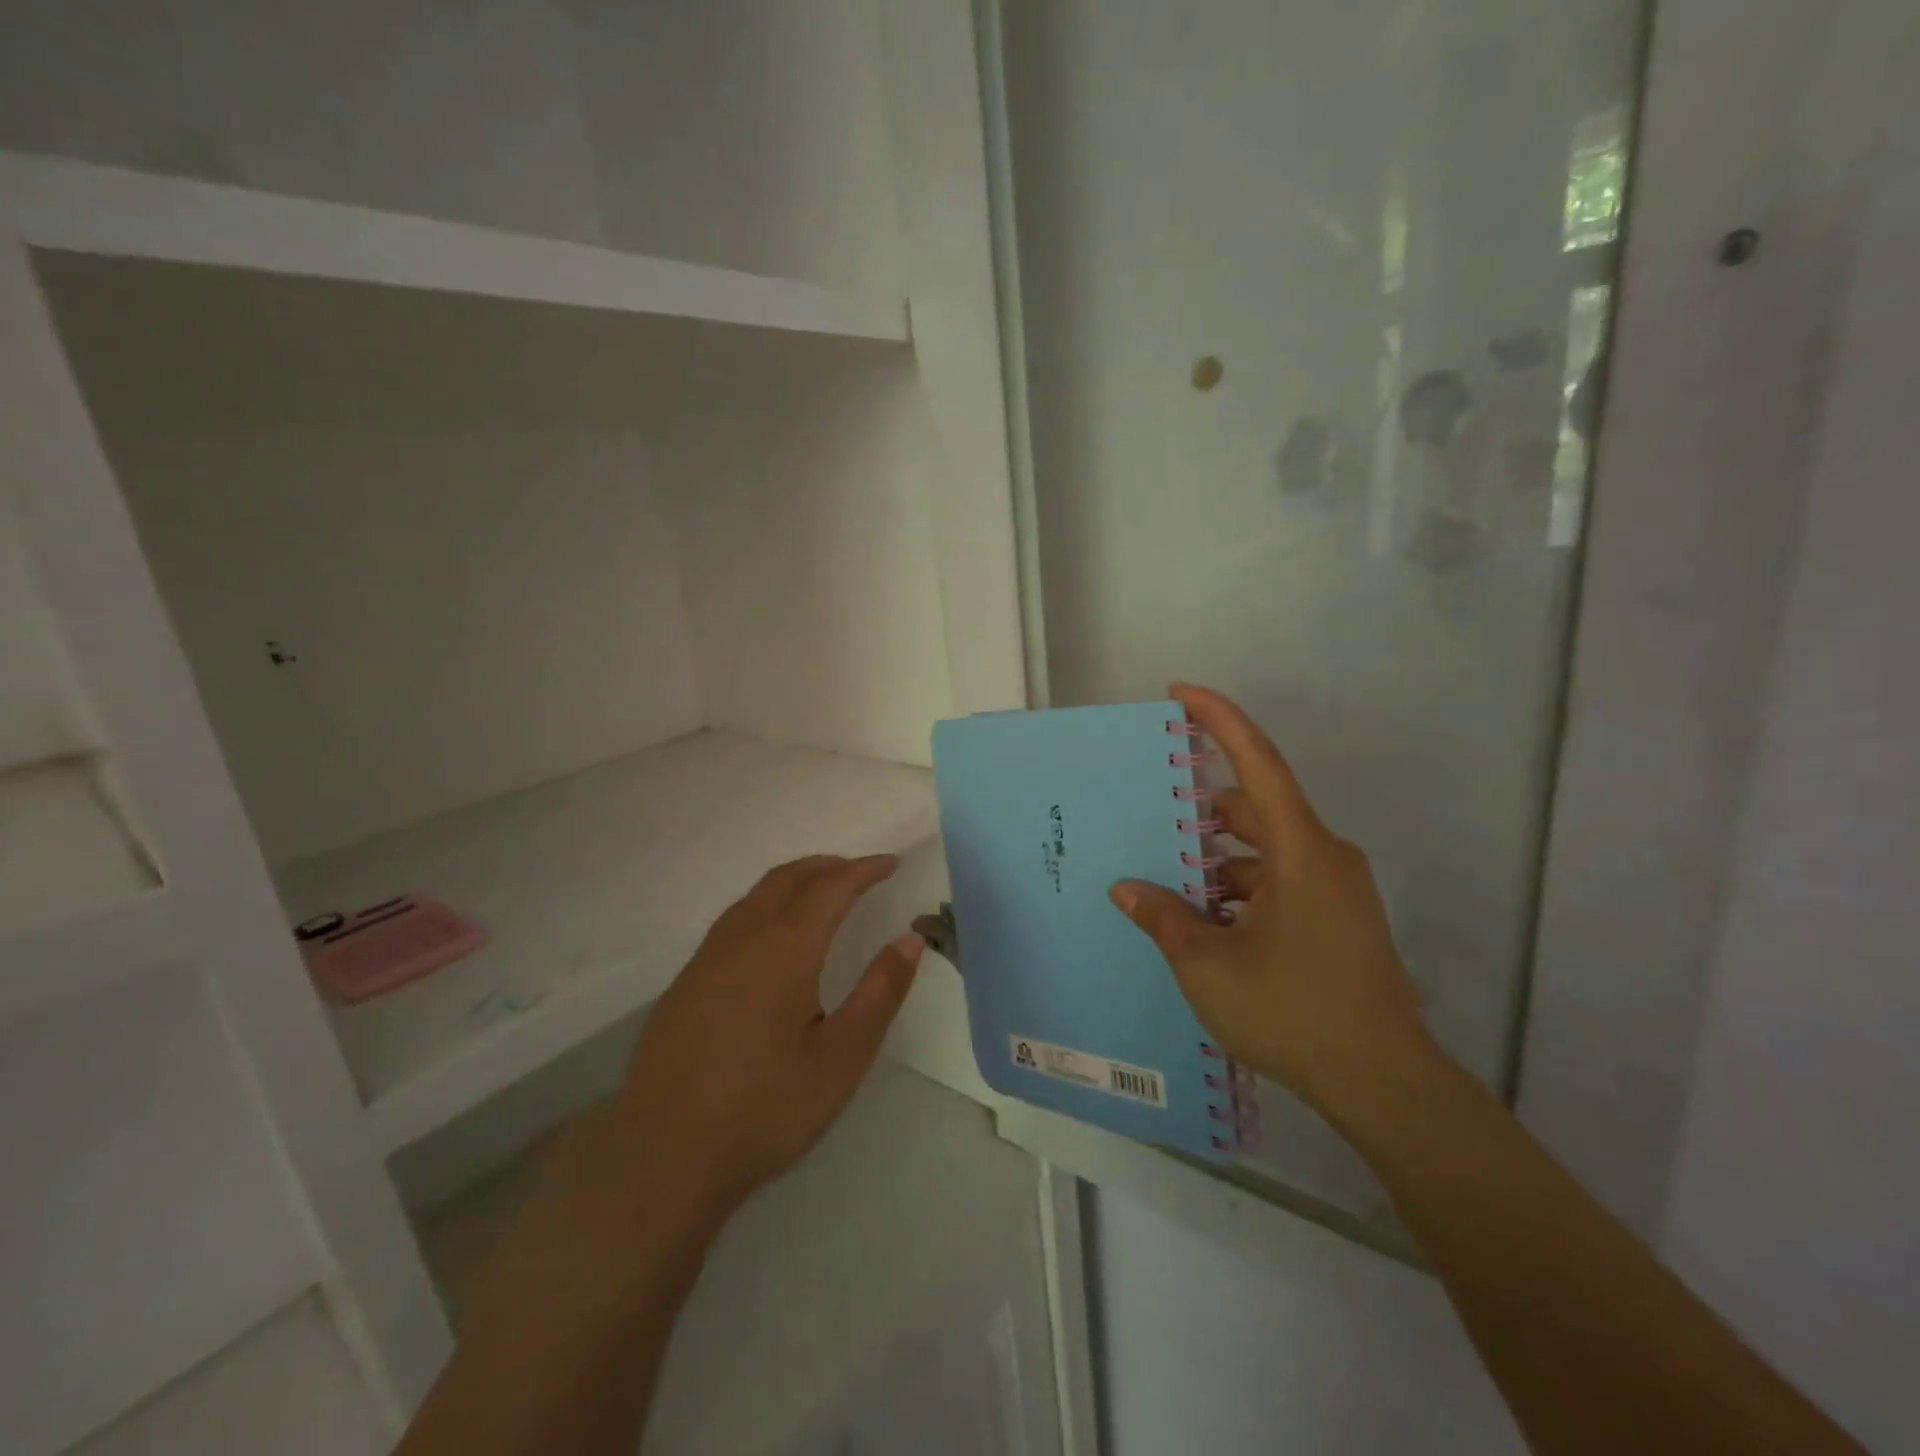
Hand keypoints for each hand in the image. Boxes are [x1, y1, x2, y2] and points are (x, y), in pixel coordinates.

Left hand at [588, 854, 923, 1233]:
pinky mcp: (684, 984)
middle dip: (828, 866)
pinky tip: (772, 938)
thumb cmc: (764, 1108)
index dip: (864, 870)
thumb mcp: (842, 1057)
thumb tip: (909, 938)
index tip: (891, 863)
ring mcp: (706, 959)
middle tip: (860, 872)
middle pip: (788, 878)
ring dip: (794, 882)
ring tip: (821, 894)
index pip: (831, 887)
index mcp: (785, 949)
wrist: (661, 1158)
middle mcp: (743, 939)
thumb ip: (880, 992)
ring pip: (755, 896)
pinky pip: (733, 920)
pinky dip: (766, 905)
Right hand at [1110, 684, 1433, 1119]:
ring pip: (1264, 852)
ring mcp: (1335, 889)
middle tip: (1151, 830)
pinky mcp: (1339, 919)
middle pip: (1254, 810)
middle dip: (1201, 817)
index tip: (1180, 693)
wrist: (1385, 1084)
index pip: (1257, 763)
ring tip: (1170, 892)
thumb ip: (1163, 918)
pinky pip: (1281, 882)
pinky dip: (1242, 891)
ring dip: (1219, 863)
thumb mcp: (1208, 965)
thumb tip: (1126, 890)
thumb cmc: (1293, 1010)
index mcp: (1300, 850)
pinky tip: (1208, 927)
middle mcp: (1324, 856)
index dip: (1219, 720)